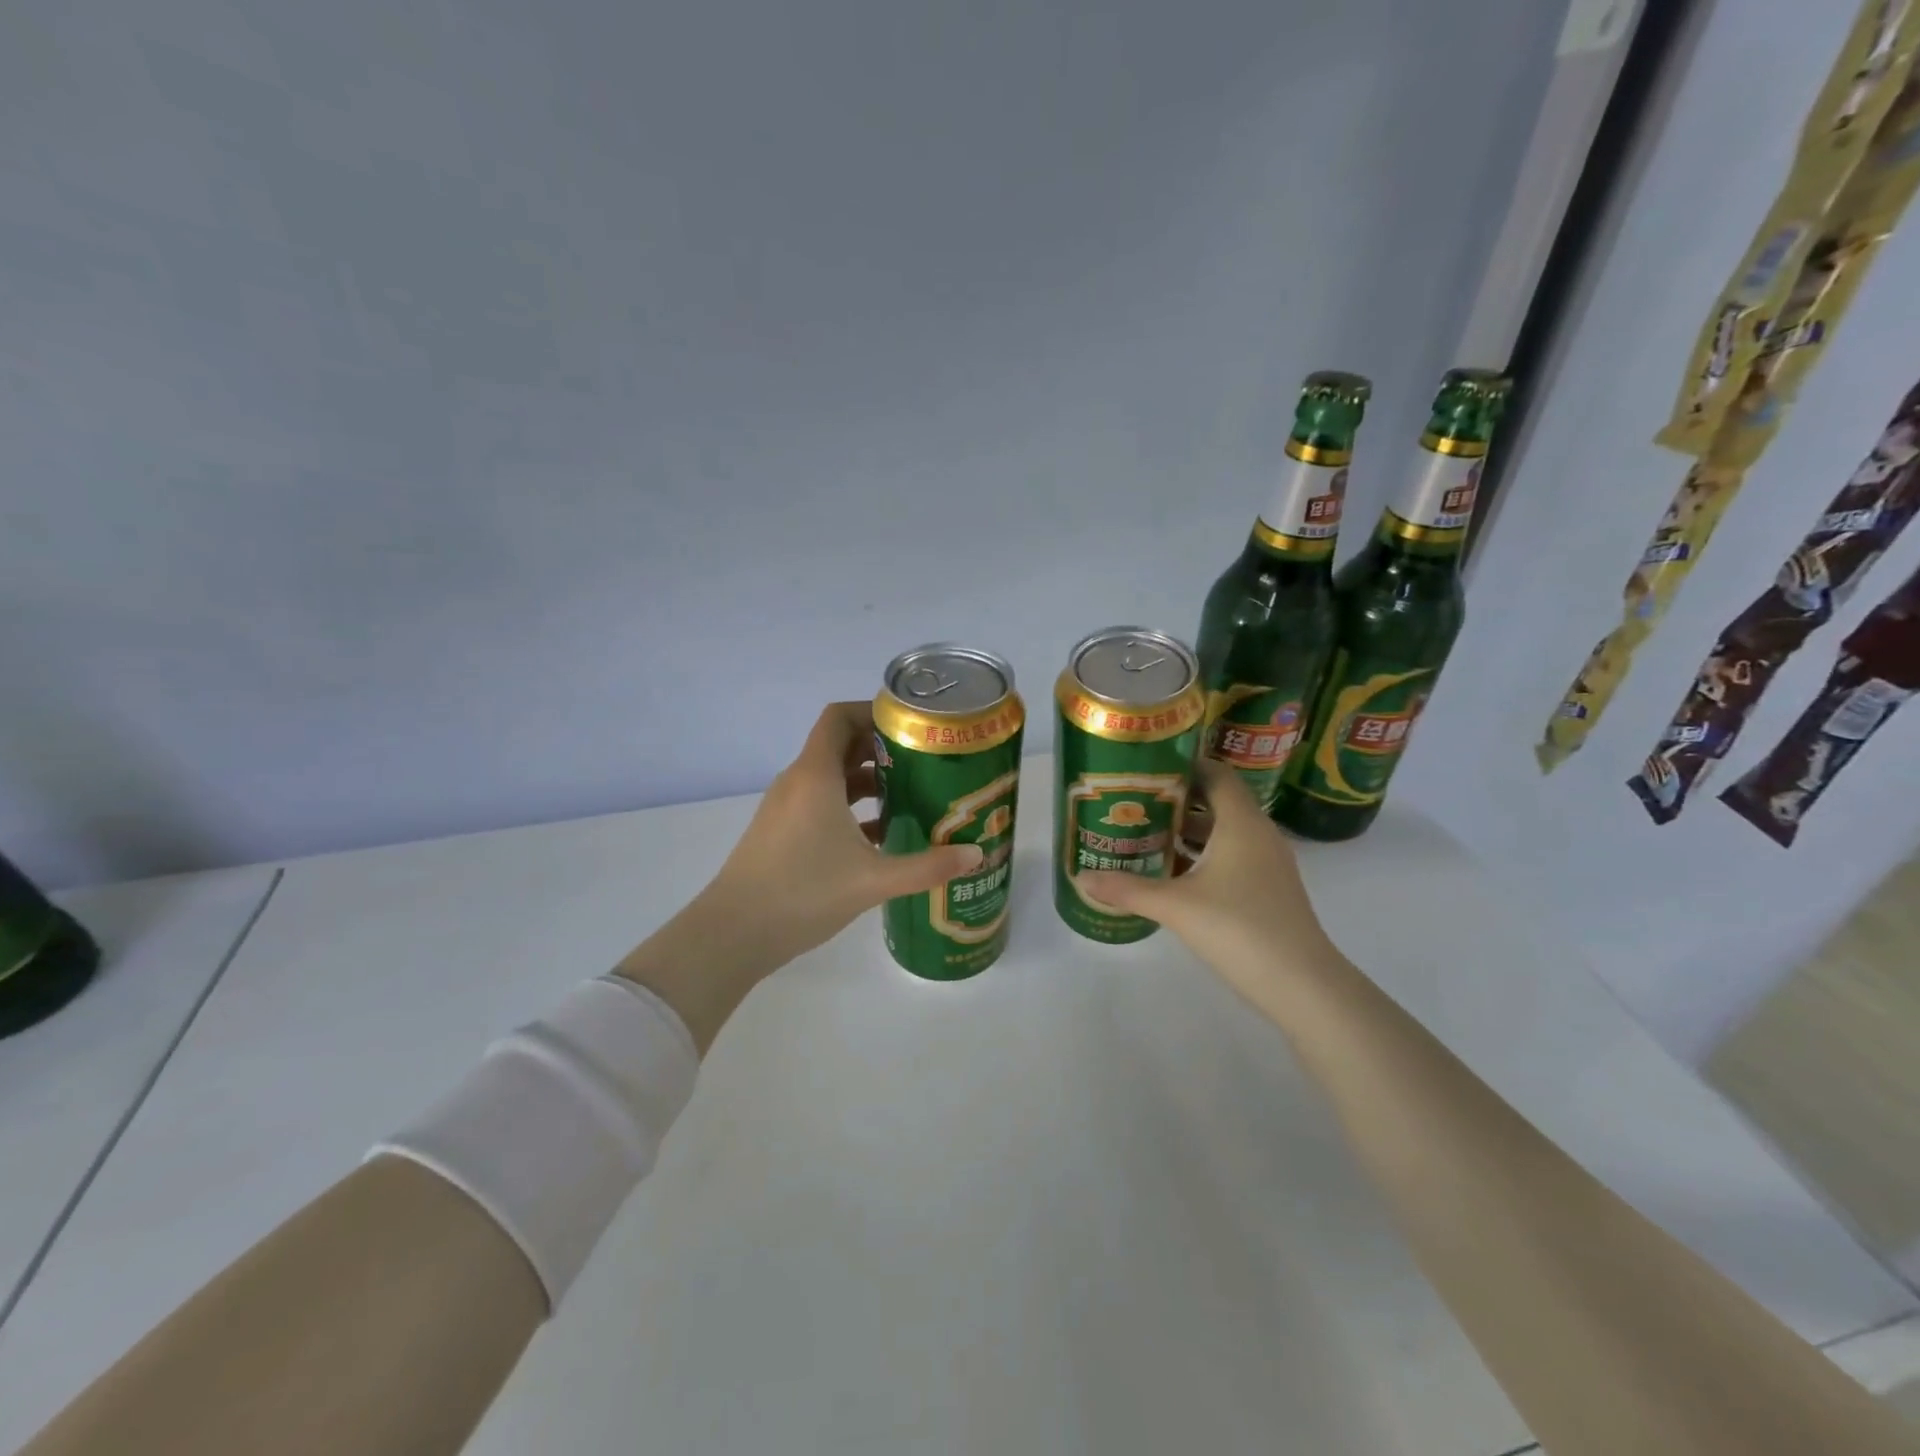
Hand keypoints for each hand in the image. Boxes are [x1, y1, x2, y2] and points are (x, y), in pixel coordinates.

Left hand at [616, 703, 984, 1049]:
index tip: (911, 725)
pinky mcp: (782, 831)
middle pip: (840, 744)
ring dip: (868, 779)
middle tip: (924, 760)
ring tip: (909, 792)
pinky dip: (850, 806)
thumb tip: (977, 855)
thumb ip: (927, 867)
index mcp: (815, 775)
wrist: (733, 933)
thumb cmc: (802, 893)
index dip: (873, 711)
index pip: (839, 716)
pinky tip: (880, 833)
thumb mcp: (873, 880)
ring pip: (831, 776)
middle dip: (881, 748)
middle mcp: (798, 781)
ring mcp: (786, 807)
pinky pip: (821, 801)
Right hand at [1078, 759, 1342, 1005]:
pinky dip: (1203, 855)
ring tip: (1146, 833)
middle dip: (1176, 799)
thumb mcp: (1176, 907)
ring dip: (1188, 830)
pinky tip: (1174, 873)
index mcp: (1241, 823)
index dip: (1183, 765)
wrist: (1303, 985)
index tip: (1147, 768)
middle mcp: (1258, 834)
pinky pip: (1232, 856)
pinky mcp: (1268, 888)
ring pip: (1224, 832)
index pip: (1216, 774)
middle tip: (1134, 801)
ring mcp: (1268, 863)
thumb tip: (1082, 878)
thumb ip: (1128, 889)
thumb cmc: (1239, 929)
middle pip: (1217, 801)